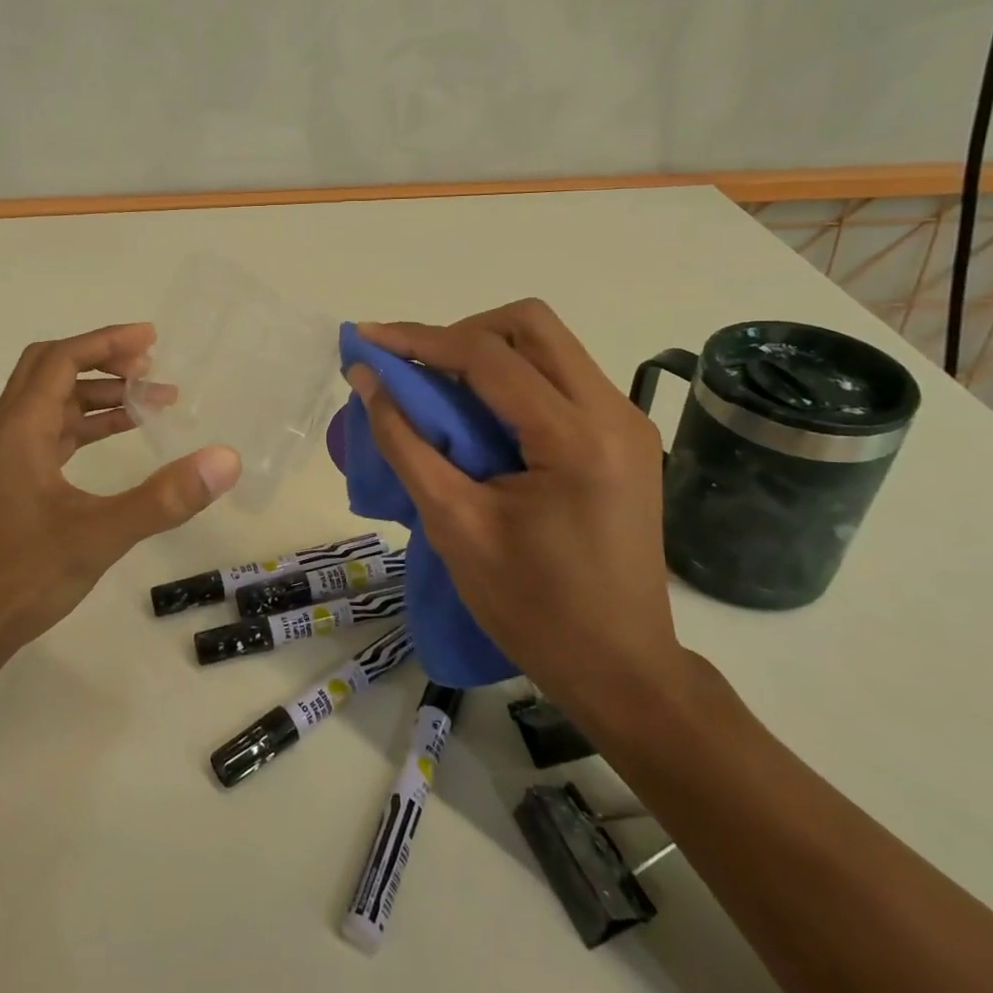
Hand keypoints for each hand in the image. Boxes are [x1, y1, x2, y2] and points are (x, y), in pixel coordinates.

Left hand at [0, 323, 239, 673]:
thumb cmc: (18, 577)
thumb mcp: (99, 535)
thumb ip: (164, 498)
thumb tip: (225, 459)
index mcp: (20, 429)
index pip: (62, 359)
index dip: (107, 342)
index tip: (152, 340)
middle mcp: (6, 433)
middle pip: (49, 369)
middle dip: (101, 360)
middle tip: (149, 366)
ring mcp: (4, 459)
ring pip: (51, 404)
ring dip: (96, 394)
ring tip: (149, 403)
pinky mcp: (9, 483)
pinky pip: (50, 434)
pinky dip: (85, 426)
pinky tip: (116, 439)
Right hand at [347, 300, 683, 728]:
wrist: (620, 668)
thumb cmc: (532, 608)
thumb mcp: (454, 525)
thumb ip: (405, 443)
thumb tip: (367, 381)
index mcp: (575, 439)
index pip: (488, 356)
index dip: (419, 340)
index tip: (367, 340)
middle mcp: (613, 413)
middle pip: (531, 325)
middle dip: (461, 333)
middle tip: (414, 368)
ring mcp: (626, 423)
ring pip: (549, 346)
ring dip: (488, 353)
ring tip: (439, 391)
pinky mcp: (625, 438)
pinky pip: (561, 379)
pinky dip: (513, 380)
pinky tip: (480, 417)